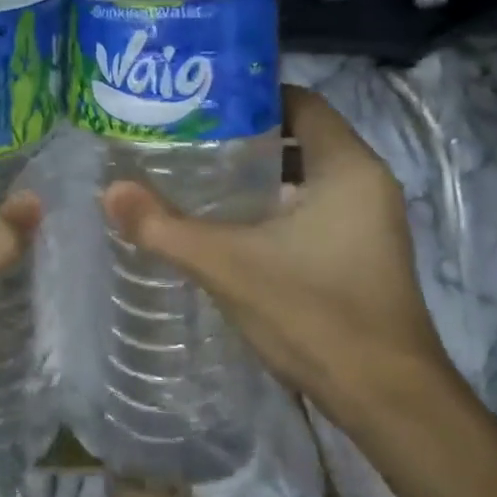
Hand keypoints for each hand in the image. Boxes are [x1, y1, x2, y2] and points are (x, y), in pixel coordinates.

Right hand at [101, 85, 454, 428]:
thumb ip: (164, 227)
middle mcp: (366, 184)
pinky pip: (313, 207)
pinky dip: (274, 204)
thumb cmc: (314, 313)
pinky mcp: (362, 254)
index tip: (199, 102)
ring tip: (197, 172)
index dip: (250, 95)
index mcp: (347, 168)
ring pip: (306, 175)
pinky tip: (230, 223)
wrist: (386, 401)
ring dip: (258, 173)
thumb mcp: (227, 264)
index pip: (300, 102)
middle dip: (244, 134)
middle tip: (186, 136)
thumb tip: (110, 192)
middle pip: (300, 136)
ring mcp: (369, 222)